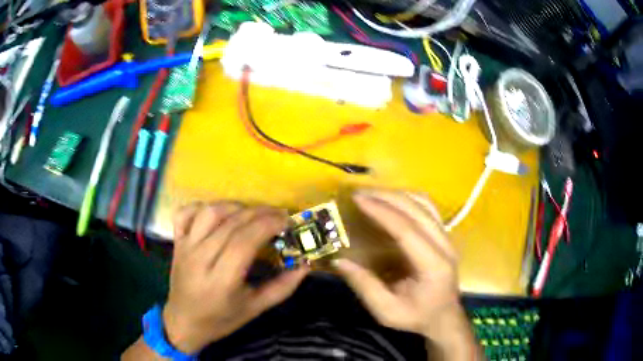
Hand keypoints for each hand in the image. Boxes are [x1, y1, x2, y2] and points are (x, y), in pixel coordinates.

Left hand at [162, 202, 308, 353]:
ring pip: (209, 213)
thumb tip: (305, 265)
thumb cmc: (221, 319)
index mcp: (221, 281)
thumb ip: (282, 287)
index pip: (244, 241)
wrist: (184, 322)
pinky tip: (217, 213)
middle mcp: (200, 259)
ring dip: (234, 207)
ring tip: (251, 213)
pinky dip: (202, 206)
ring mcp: (186, 247)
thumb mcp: (255, 309)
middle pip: (231, 224)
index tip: (287, 220)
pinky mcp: (177, 242)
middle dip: (259, 213)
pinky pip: (185, 213)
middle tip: (278, 214)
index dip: (268, 225)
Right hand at [335, 190, 475, 353]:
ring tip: (373, 194)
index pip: (407, 230)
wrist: (444, 317)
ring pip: (425, 204)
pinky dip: (409, 199)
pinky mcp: (444, 235)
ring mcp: (448, 238)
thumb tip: (339, 261)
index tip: (359, 200)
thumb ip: (365, 287)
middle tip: (360, 193)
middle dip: (387, 197)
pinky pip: (428, 208)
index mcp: (433, 266)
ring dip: (398, 195)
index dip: (382, 212)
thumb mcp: (387, 312)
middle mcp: (445, 246)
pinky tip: (392, 201)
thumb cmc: (417, 316)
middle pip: (418, 209)